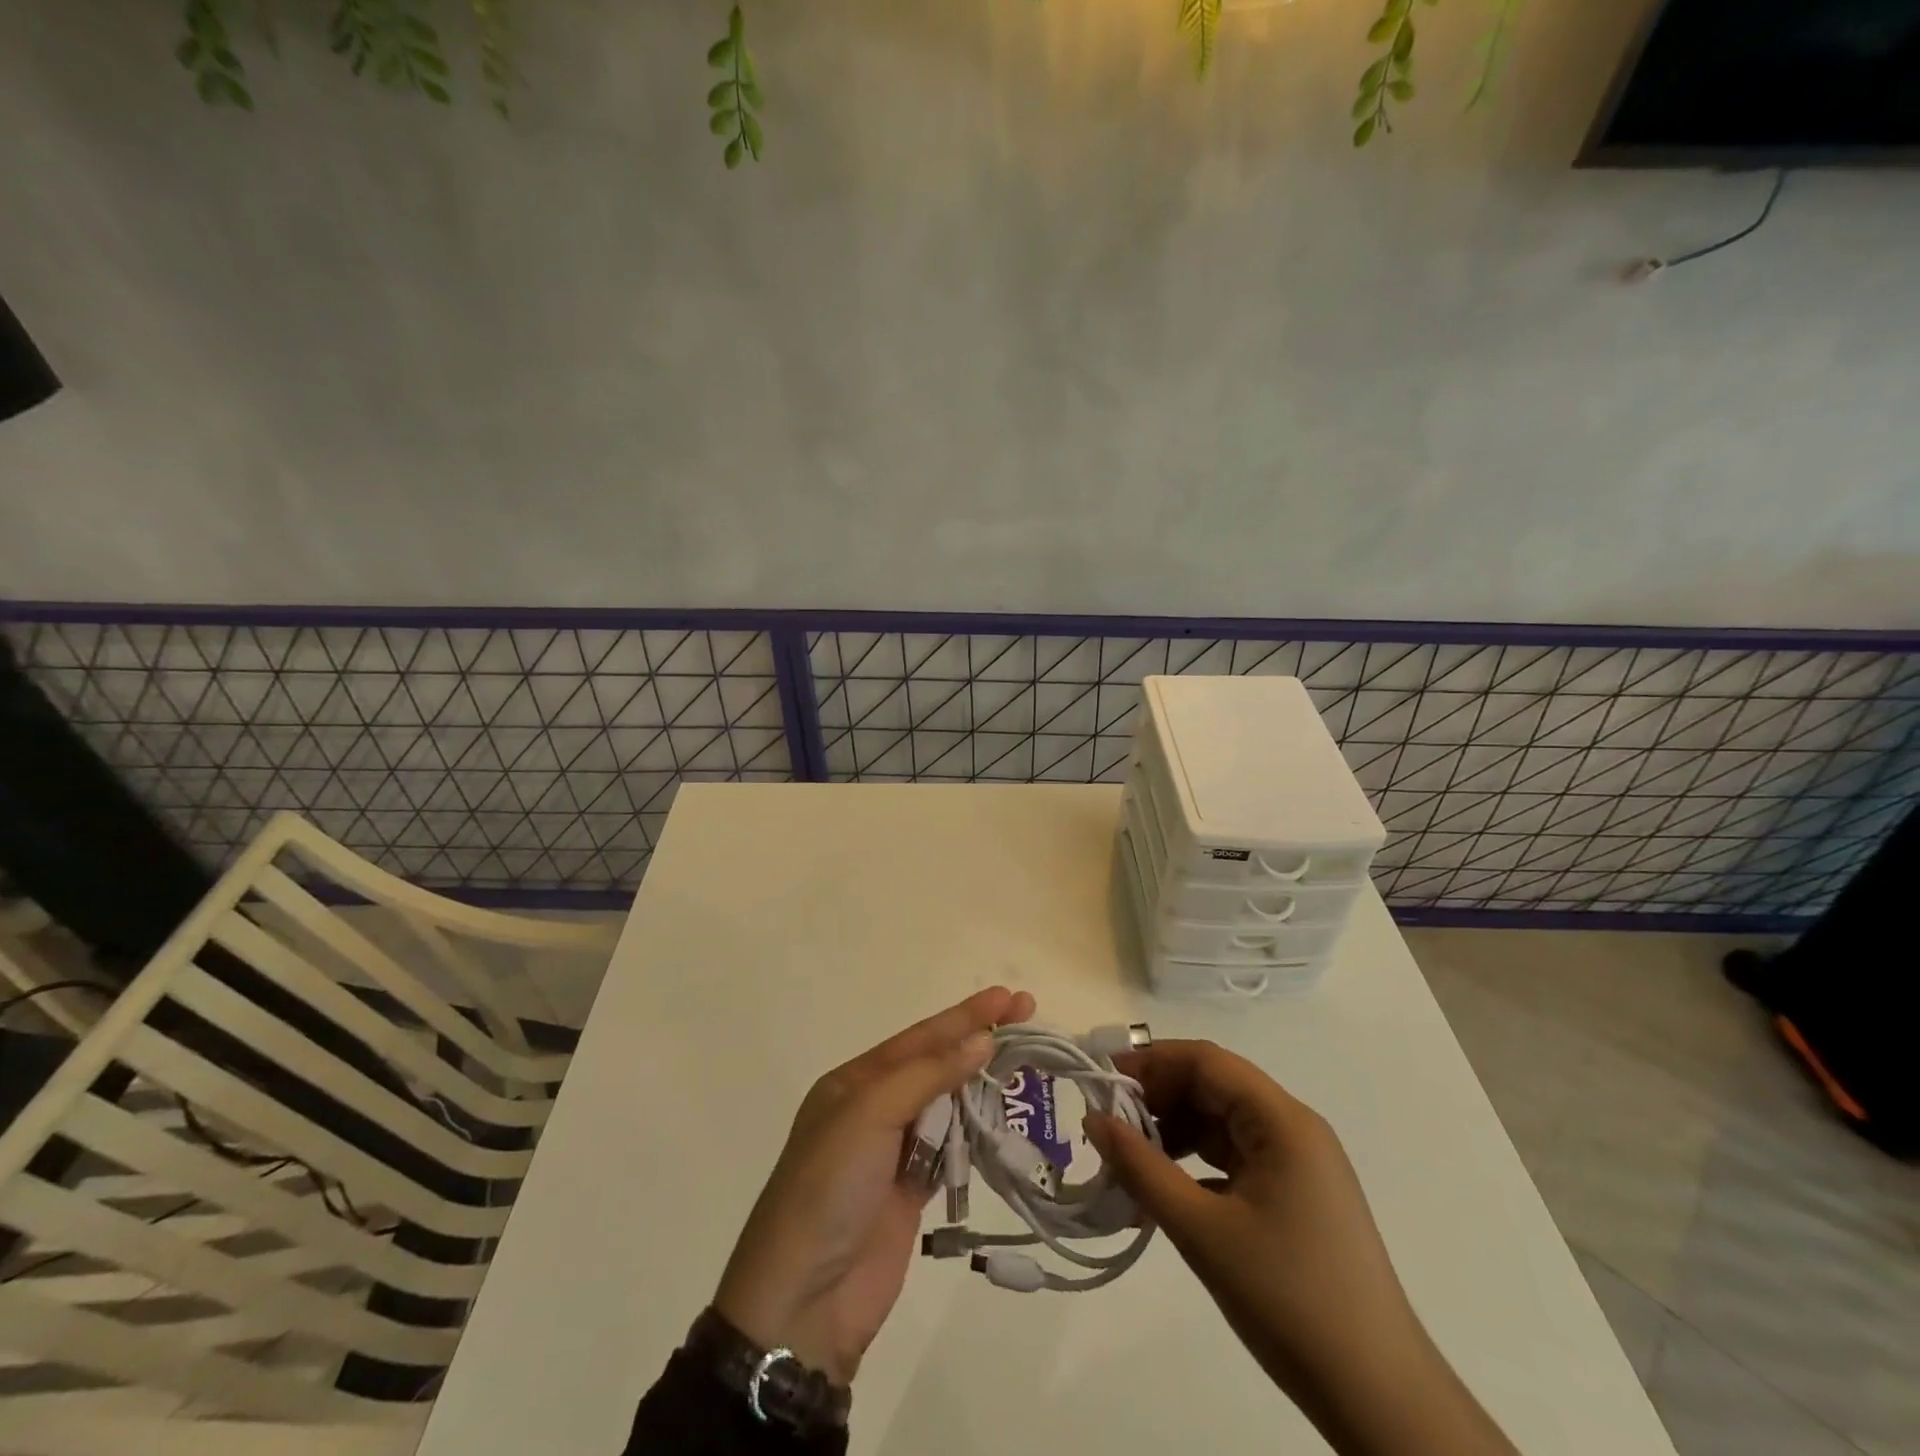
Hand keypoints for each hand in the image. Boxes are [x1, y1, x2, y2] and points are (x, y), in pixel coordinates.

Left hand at [713, 986, 1035, 1386]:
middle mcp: (875, 1108)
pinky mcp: (914, 1191)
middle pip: (937, 1065)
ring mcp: (895, 1151)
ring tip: (1027, 1061)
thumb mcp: (868, 1114)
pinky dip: (978, 1131)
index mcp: (855, 1082)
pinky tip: (1007, 1115)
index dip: (965, 1016)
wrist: (804, 1300)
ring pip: (949, 1104)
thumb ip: (927, 1075)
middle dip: (979, 1041)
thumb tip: (982, 1041)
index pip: (921, 1037)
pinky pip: (954, 1149)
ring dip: (983, 1084)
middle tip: (1028, 1015)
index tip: (1008, 997)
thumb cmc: (829, 1187)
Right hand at [1085, 1040, 1513, 1455]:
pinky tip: (1166, 1188)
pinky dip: (1195, 1162)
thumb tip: (1094, 1119)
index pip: (1206, 1061)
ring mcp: (1298, 1163)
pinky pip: (1234, 1156)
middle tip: (1109, 1126)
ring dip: (1174, 1131)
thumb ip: (1141, 1168)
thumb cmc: (1288, 1300)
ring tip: (1130, 1160)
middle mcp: (1293, 1128)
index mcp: (1282, 1121)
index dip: (1151, 1062)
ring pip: (1221, 1121)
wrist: (1379, 1397)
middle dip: (1158, 1098)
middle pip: (1214, 1086)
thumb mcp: (1202, 1231)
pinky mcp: (1295, 1194)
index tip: (1103, 1082)